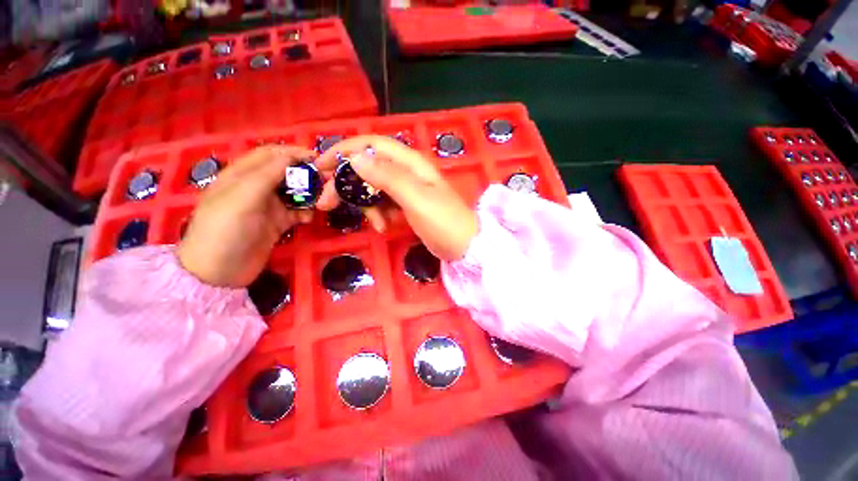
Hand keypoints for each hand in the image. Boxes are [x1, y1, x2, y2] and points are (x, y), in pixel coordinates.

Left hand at [177, 146, 314, 286]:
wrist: (220, 272)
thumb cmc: (225, 230)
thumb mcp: (242, 198)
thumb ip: (266, 175)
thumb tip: (290, 155)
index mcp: (241, 175)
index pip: (270, 155)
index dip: (293, 153)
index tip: (318, 158)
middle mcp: (255, 187)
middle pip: (285, 172)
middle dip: (305, 173)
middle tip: (327, 180)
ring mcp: (267, 206)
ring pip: (294, 192)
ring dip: (309, 193)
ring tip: (323, 199)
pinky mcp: (277, 223)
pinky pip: (296, 211)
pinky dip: (306, 212)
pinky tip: (310, 218)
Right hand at [315, 136, 477, 261]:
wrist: (464, 245)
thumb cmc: (443, 221)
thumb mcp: (416, 198)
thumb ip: (388, 177)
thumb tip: (355, 158)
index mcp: (410, 163)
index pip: (372, 145)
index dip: (344, 151)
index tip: (320, 166)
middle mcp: (406, 172)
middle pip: (368, 168)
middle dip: (346, 184)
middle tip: (326, 203)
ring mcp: (406, 190)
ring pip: (373, 189)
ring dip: (366, 205)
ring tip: (376, 225)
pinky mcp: (406, 205)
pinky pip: (383, 204)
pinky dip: (379, 215)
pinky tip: (384, 227)